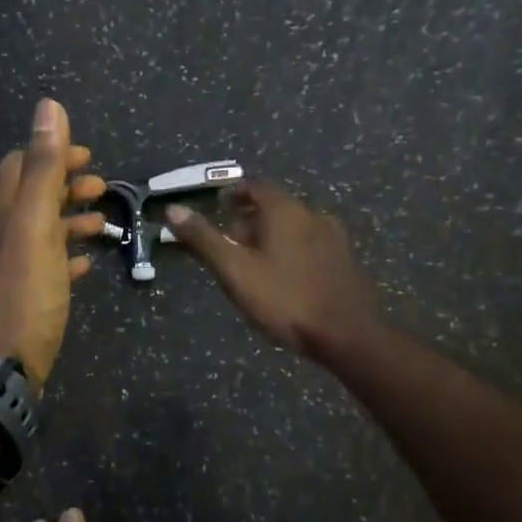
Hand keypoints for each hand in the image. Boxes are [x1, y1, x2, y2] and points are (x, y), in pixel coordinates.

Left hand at [0, 99, 106, 391]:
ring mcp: (7, 265)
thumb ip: (43, 165)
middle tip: (101, 188)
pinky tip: (85, 265)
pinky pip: (44, 264)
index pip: (21, 163)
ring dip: (70, 220)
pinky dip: (65, 255)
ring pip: (41, 230)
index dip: (54, 154)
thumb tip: (48, 105)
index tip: (88, 157)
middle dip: (66, 186)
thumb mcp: (35, 222)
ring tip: (102, 225)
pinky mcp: (19, 294)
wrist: (1, 363)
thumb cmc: (24, 288)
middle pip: (33, 195)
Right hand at [165, 182, 380, 360]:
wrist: (348, 335)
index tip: (220, 204)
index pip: (256, 187)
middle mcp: (313, 215)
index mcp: (285, 211)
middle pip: (277, 207)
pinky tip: (286, 278)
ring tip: (255, 261)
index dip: (236, 193)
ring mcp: (335, 239)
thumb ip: (204, 239)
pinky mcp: (346, 262)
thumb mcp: (235, 271)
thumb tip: (173, 210)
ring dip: (274, 236)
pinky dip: (293, 251)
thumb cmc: (285, 299)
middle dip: (251, 219)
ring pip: (296, 227)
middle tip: (231, 240)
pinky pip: (312, 246)